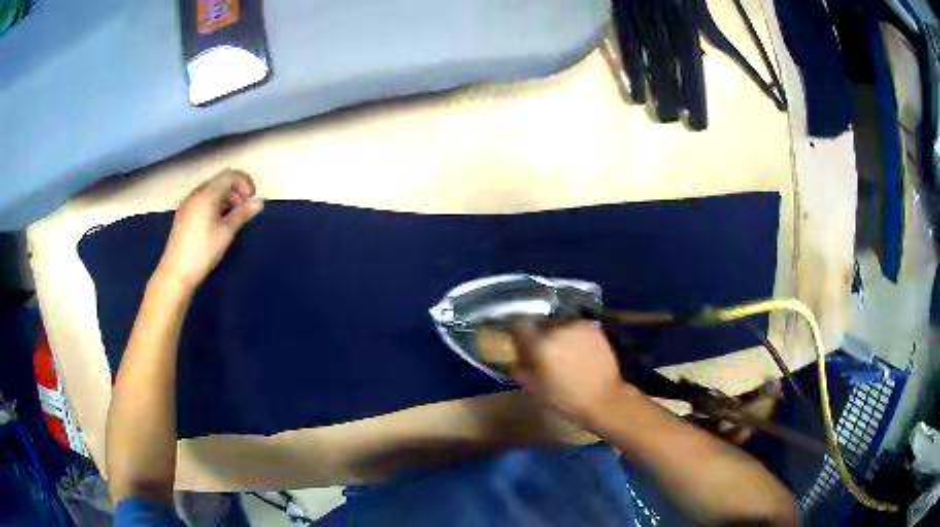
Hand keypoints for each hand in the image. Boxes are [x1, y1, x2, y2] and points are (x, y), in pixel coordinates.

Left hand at [156, 169, 262, 289]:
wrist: (176, 272)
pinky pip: (202, 200)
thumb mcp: (226, 232)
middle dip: (235, 191)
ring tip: (231, 219)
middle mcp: (196, 193)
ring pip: (211, 191)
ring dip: (225, 198)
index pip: (230, 175)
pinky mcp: (183, 214)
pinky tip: (216, 223)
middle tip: (243, 210)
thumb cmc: (203, 251)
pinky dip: (214, 204)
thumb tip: (259, 202)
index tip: (251, 199)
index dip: (245, 183)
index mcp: (207, 194)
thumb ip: (243, 214)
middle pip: (220, 181)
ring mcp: (188, 203)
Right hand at [510, 321, 632, 425]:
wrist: (604, 399)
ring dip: (557, 335)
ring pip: (559, 324)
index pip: (519, 327)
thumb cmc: (566, 400)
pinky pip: (575, 327)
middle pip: (540, 325)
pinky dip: (574, 335)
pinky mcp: (592, 327)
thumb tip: (515, 361)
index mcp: (540, 345)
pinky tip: (579, 351)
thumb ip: (520, 371)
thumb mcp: (536, 389)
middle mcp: (557, 329)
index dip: (520, 337)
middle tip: (546, 354)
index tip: (523, 348)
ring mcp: (576, 326)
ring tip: (565, 353)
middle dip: (540, 337)